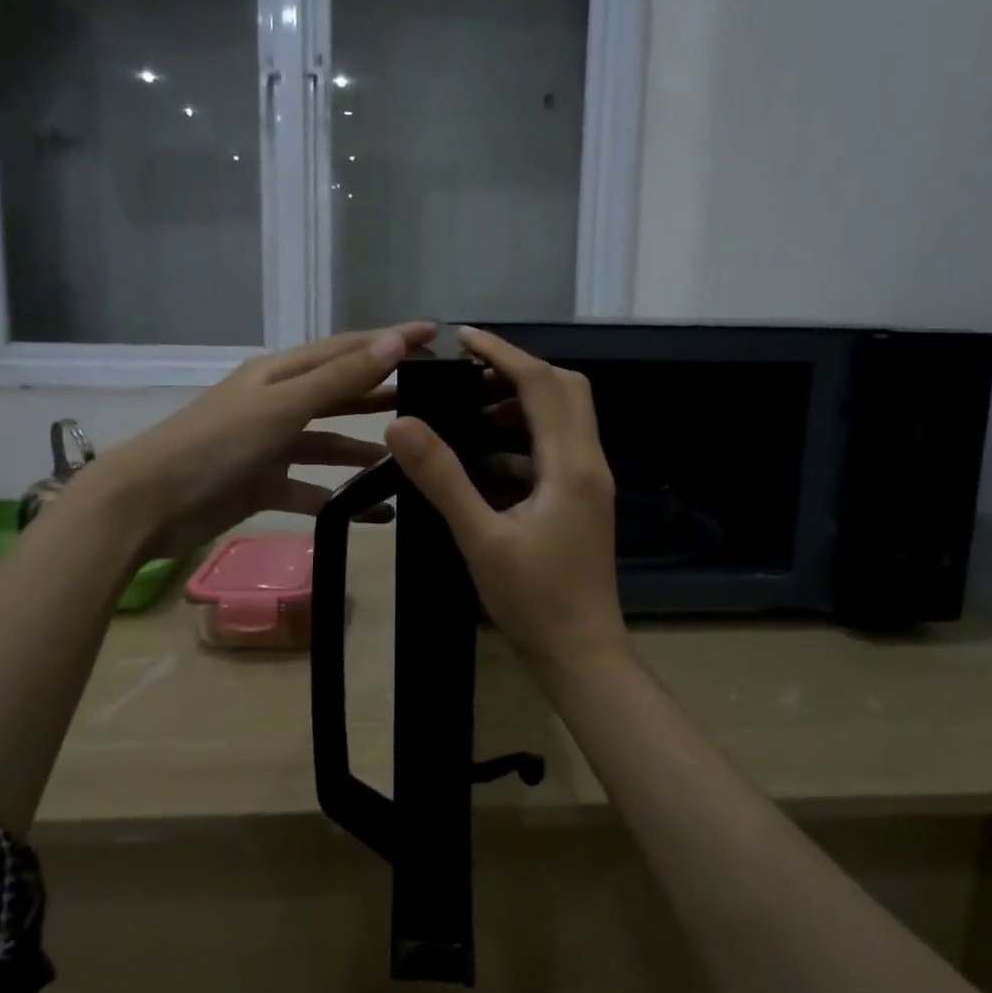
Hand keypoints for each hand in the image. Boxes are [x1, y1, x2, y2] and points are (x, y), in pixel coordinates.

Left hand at [97, 323, 435, 557]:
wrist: (149, 504)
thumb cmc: (216, 444)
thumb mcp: (282, 406)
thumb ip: (339, 379)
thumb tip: (394, 342)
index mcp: (279, 374)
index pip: (345, 350)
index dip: (389, 341)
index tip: (435, 335)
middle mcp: (277, 404)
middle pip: (340, 395)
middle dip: (381, 396)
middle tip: (433, 400)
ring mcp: (269, 446)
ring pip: (328, 444)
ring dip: (364, 452)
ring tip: (408, 461)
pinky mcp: (263, 485)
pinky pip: (311, 488)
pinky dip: (340, 498)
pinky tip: (375, 513)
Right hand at [385, 327, 628, 679]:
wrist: (581, 654)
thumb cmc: (534, 600)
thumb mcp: (481, 538)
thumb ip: (442, 478)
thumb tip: (402, 425)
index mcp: (569, 464)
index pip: (542, 384)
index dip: (503, 354)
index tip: (463, 339)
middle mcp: (588, 463)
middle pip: (565, 390)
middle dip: (518, 373)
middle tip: (468, 376)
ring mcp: (589, 484)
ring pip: (564, 420)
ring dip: (521, 407)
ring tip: (469, 413)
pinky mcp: (582, 502)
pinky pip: (555, 453)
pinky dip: (522, 443)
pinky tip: (484, 465)